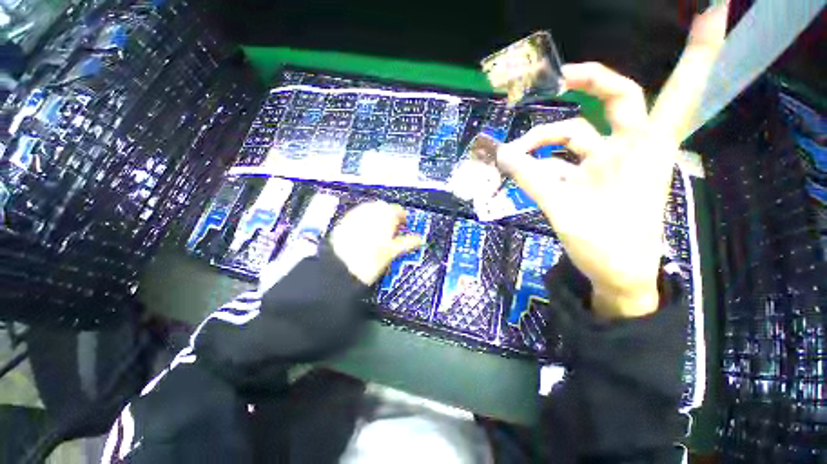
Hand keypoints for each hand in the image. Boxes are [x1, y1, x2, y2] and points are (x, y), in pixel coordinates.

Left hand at [330, 201, 423, 284]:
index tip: (406, 226)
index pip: (398, 210)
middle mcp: (370, 210)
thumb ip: (407, 243)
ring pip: (370, 211)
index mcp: (385, 214)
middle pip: (384, 209)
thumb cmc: (370, 260)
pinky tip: (365, 234)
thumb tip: (419, 239)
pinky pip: (359, 216)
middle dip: (390, 218)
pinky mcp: (344, 221)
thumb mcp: (392, 252)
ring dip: (377, 218)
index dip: (403, 218)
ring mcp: (356, 214)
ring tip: (380, 233)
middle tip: (394, 231)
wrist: (339, 268)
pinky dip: (365, 222)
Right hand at [496, 4, 727, 319]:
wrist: (617, 275)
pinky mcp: (595, 179)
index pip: (673, 88)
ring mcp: (611, 163)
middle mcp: (630, 148)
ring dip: (543, 141)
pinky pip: (565, 161)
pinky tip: (522, 169)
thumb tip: (501, 154)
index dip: (698, 50)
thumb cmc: (605, 244)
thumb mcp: (562, 208)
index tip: (710, 7)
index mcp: (640, 149)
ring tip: (513, 155)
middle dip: (589, 81)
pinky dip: (543, 162)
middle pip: (616, 99)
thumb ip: (529, 178)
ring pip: (575, 136)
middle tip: (558, 78)